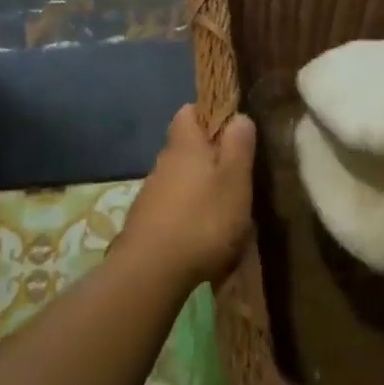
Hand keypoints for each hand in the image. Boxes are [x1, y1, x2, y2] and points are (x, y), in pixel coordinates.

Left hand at [118, 106, 257, 286]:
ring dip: (197, 187)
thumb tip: (238, 116)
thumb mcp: (235, 180)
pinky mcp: (144, 222)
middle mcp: (163, 162)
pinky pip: (169, 206)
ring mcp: (150, 193)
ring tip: (221, 209)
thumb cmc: (203, 220)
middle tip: (234, 175)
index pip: (188, 111)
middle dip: (206, 155)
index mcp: (185, 145)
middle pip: (184, 147)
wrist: (151, 273)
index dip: (208, 114)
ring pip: (177, 178)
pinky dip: (185, 212)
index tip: (230, 130)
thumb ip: (239, 145)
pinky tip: (200, 234)